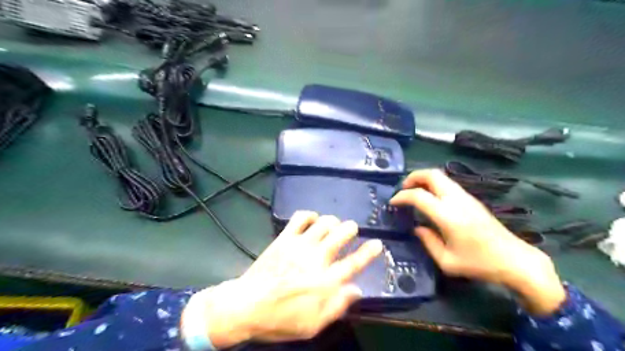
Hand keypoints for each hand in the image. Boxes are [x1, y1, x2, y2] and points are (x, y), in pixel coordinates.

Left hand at [195, 212, 383, 347]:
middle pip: (341, 234)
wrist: (246, 306)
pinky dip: (310, 215)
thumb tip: (356, 290)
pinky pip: (300, 217)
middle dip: (351, 229)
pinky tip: (312, 220)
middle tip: (351, 231)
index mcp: (325, 281)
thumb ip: (337, 306)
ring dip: (333, 222)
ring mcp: (299, 245)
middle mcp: (316, 258)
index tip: (377, 243)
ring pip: (324, 222)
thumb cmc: (281, 319)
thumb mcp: (313, 324)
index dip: (368, 252)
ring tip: (333, 227)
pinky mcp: (284, 238)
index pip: (354, 263)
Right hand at [389, 170, 566, 315]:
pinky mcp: (472, 199)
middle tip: (403, 189)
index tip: (393, 203)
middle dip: (413, 177)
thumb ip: (427, 241)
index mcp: (448, 216)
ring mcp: (466, 197)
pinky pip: (448, 183)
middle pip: (432, 174)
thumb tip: (417, 228)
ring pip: (441, 176)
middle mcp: (456, 200)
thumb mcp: (447, 261)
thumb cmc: (479, 264)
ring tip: (414, 192)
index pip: (418, 196)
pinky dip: (434, 184)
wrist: (515, 260)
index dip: (402, 196)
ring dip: (424, 179)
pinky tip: (431, 198)